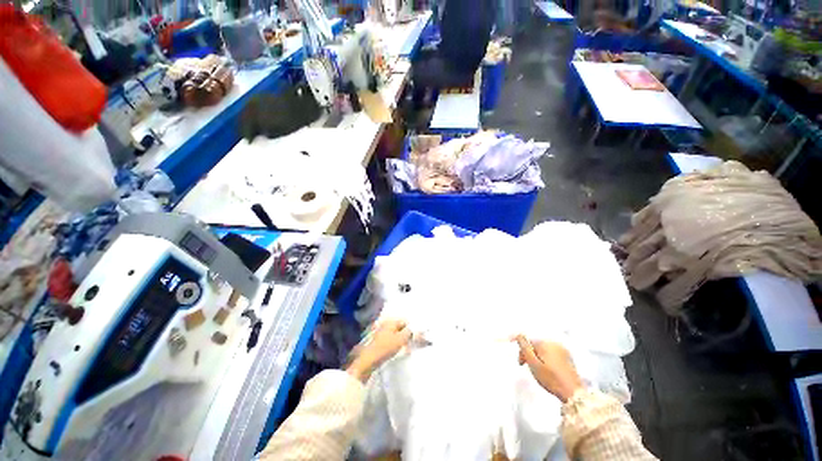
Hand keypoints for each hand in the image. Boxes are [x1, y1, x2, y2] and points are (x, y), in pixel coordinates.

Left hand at [346, 320, 411, 382]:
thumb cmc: (386, 347)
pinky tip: (397, 350)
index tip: (416, 337)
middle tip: (411, 343)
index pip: (405, 321)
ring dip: (402, 340)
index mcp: (391, 321)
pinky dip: (396, 344)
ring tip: (406, 348)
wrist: (369, 360)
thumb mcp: (401, 339)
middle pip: (400, 327)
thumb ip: (410, 332)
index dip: (412, 328)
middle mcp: (386, 324)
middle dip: (407, 334)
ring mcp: (382, 332)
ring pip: (396, 334)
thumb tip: (416, 328)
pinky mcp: (379, 341)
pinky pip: (391, 339)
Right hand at [515, 336, 583, 402]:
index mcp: (545, 343)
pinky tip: (546, 369)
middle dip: (529, 353)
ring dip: (537, 356)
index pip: (528, 341)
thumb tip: (519, 334)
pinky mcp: (568, 358)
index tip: (518, 359)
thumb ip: (524, 347)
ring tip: (535, 369)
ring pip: (543, 349)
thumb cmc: (550, 378)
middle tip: (525, 366)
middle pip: (536, 344)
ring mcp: (562, 350)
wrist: (573, 393)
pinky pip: (551, 354)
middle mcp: (554, 343)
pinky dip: (546, 359)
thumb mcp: (533, 363)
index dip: (521, 349)